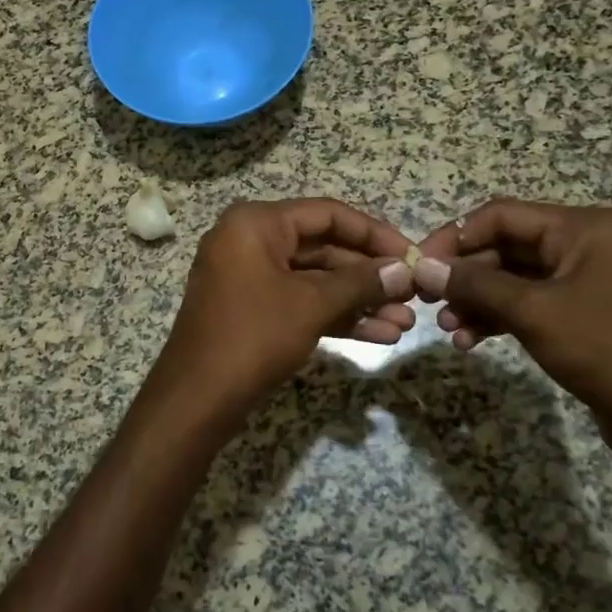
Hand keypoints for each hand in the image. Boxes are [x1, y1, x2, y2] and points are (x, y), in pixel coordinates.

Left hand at [152, 199, 414, 421]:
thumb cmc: (253, 336)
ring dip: (359, 301)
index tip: (412, 255)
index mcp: (257, 223)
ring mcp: (250, 277)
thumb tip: (403, 270)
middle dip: (370, 275)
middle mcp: (250, 241)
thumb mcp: (311, 305)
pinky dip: (336, 316)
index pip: (327, 214)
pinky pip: (300, 302)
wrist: (196, 398)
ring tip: (406, 322)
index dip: (374, 233)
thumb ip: (360, 282)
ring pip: (315, 280)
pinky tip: (380, 335)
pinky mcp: (253, 309)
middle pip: (323, 247)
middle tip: (414, 294)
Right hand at [412, 200, 611, 449]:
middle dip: (464, 275)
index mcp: (582, 228)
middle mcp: (584, 245)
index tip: (419, 264)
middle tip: (425, 299)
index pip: (501, 215)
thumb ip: (474, 284)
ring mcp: (584, 281)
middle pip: (505, 246)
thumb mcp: (533, 311)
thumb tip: (422, 266)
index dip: (455, 236)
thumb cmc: (604, 349)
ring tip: (447, 327)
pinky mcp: (582, 315)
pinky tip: (470, 340)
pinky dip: (498, 318)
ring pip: (512, 279)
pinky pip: (528, 304)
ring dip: (476, 300)